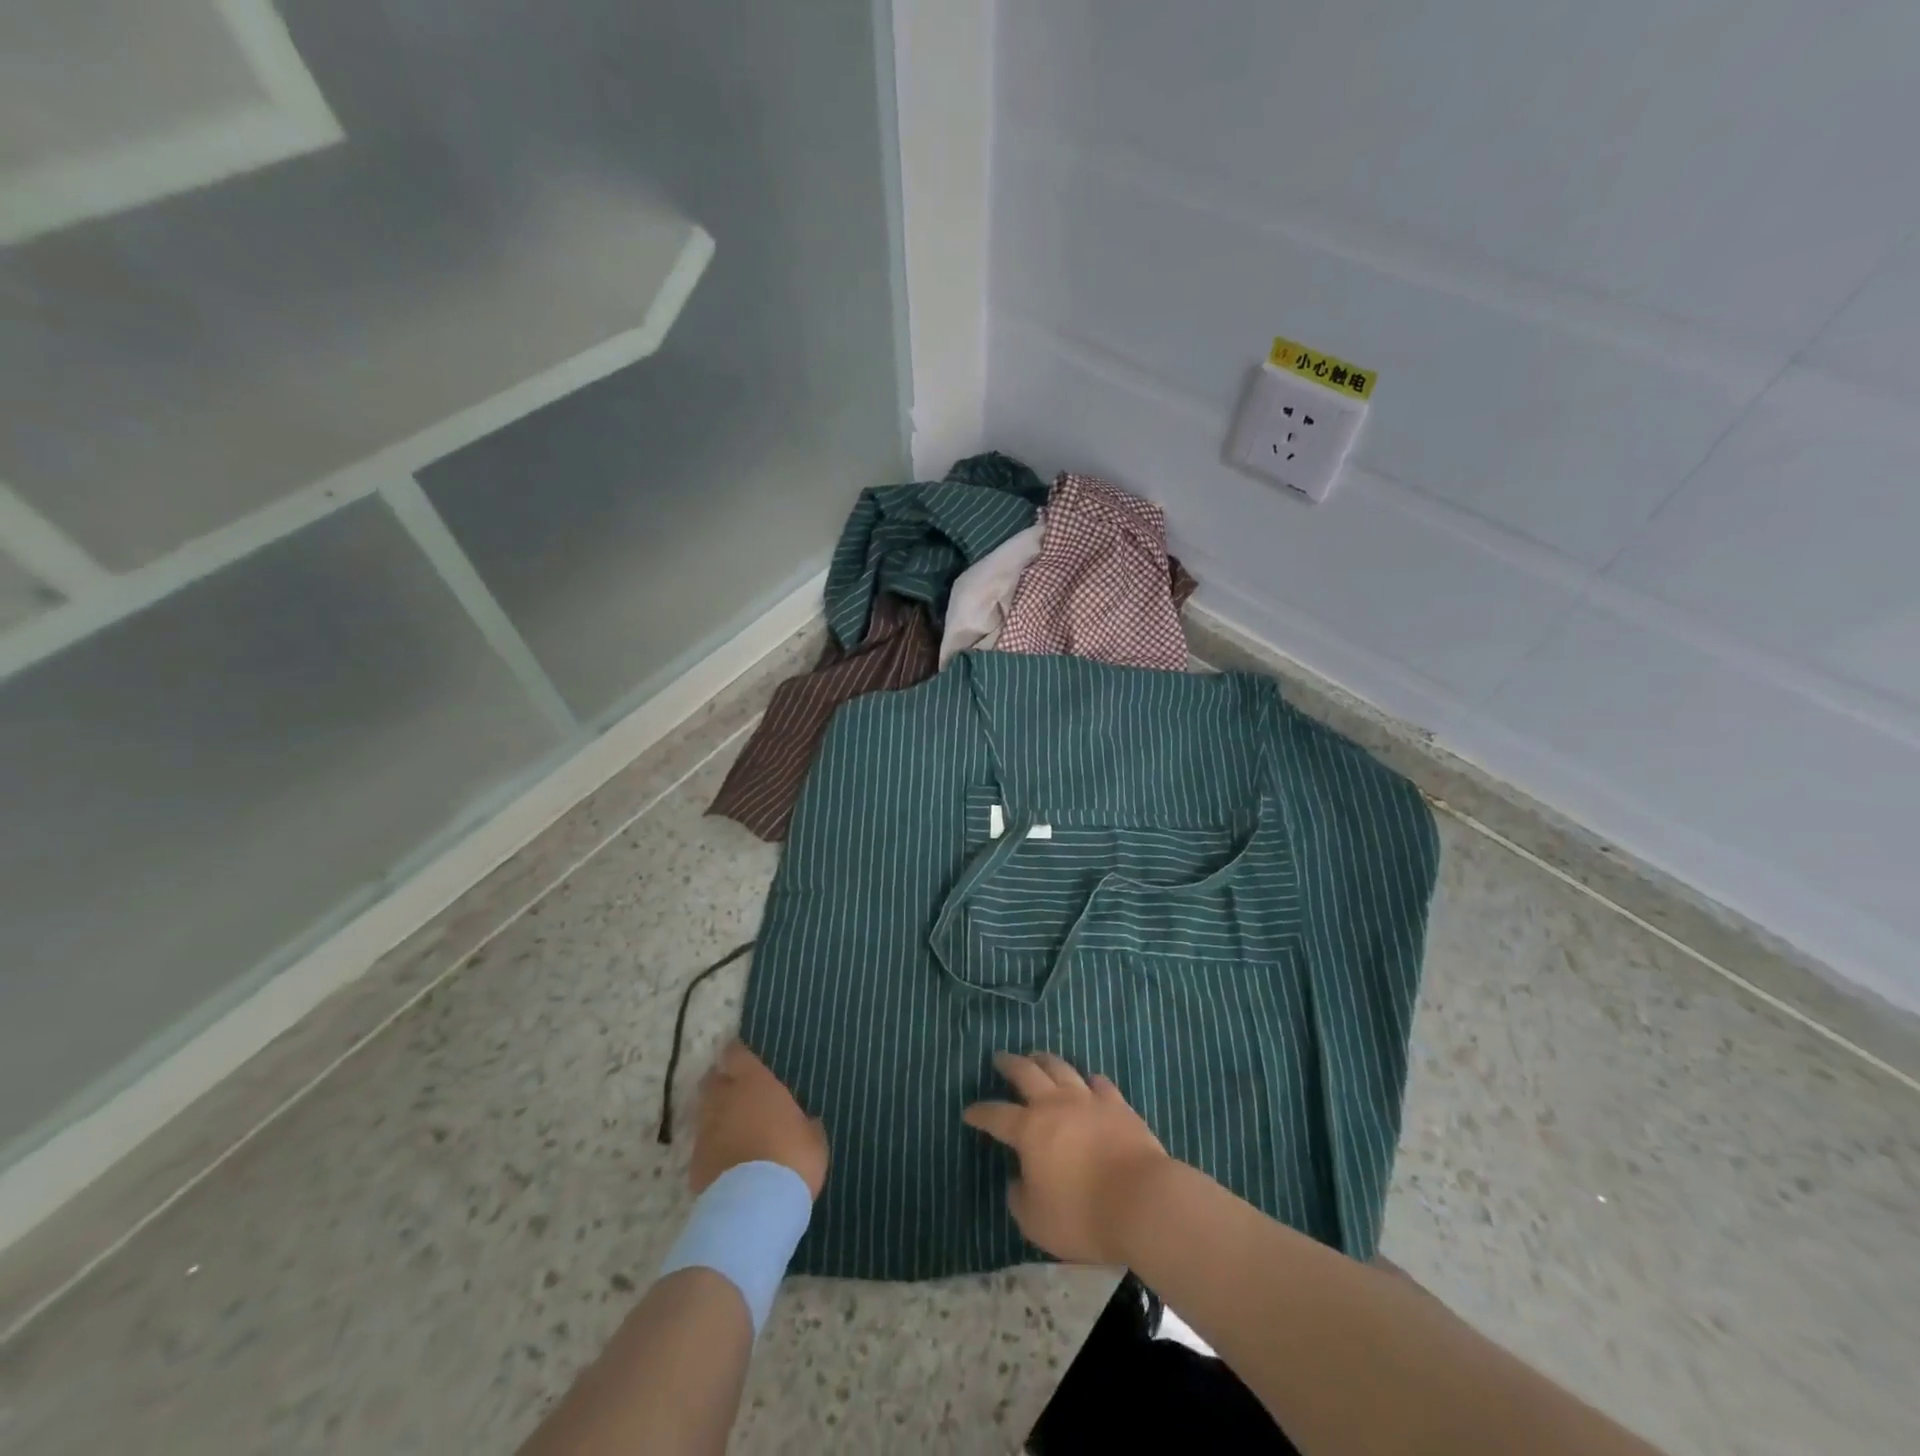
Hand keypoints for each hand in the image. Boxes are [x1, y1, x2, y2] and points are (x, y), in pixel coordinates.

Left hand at [691, 1041, 828, 1197]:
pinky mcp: (694, 1162)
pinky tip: (727, 1159)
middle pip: (713, 1080)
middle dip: (721, 1081)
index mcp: (754, 1084)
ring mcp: (706, 1131)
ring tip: (732, 1127)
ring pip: (704, 1112)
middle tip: (735, 1090)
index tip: (741, 1056)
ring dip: (715, 1114)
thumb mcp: (813, 1139)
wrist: (754, 1207)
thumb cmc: (791, 1159)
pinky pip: (703, 1145)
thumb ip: (806, 1124)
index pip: (736, 1054)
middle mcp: (725, 1100)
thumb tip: (808, 1122)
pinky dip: (713, 1147)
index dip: (737, 1054)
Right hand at [961, 1051, 1169, 1264]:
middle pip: (1027, 1073)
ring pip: (1061, 1068)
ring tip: (1037, 1057)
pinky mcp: (1118, 1105)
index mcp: (1030, 1130)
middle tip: (1000, 1058)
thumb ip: (1020, 1197)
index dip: (980, 1113)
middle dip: (1009, 1064)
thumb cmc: (1083, 1215)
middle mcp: (1055, 1104)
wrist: (1142, 1202)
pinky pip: (1099, 1083)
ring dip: (1045, 1060)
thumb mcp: (1036, 1220)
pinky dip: (1088, 1080)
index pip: (996, 1115)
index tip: (969, 1112)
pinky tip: (1088, 1081)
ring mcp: (1088, 1100)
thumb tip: (1017, 1179)